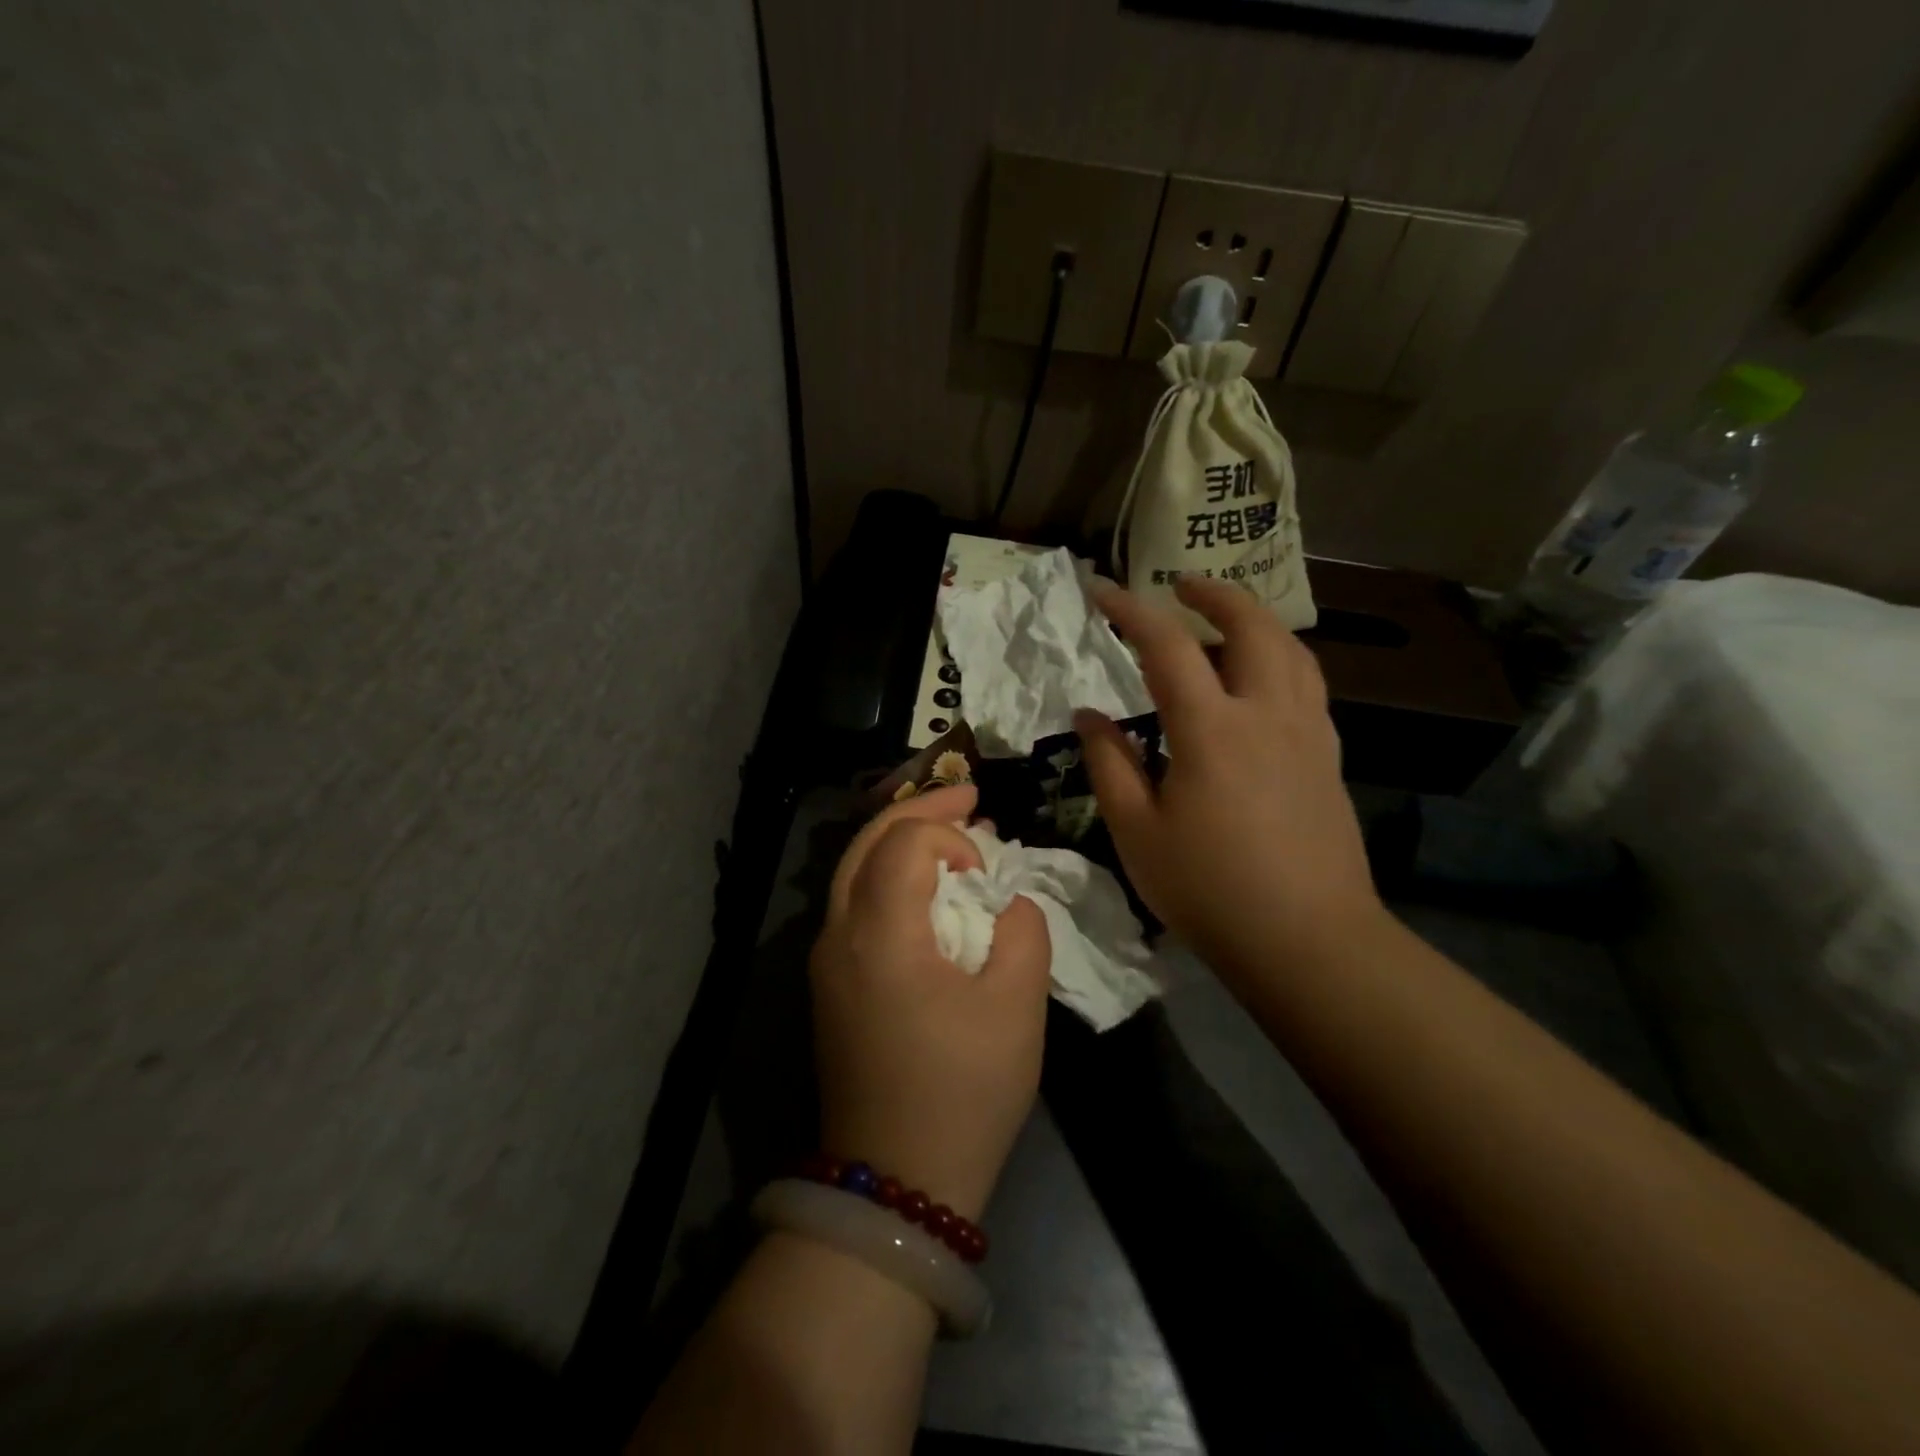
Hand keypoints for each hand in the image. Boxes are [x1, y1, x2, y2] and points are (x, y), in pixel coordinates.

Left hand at [809, 785, 1051, 1221]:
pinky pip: (854, 902)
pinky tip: (924, 886)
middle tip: (968, 796)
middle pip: (866, 841)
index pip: (903, 843)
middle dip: (919, 810)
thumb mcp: (1016, 1009)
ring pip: (853, 868)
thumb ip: (1022, 934)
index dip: (949, 835)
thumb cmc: (962, 1092)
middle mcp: (838, 934)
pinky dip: (888, 874)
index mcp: (880, 934)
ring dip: (900, 839)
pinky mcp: (829, 983)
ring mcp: (826, 959)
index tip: (988, 862)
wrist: (895, 1182)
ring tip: (949, 832)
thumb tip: (1008, 902)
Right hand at [1075, 575, 1386, 982]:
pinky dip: (1282, 658)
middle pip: (1251, 625)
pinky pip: (1308, 683)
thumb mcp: (1137, 832)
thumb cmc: (1209, 889)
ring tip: (1225, 620)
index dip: (1132, 610)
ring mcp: (1307, 732)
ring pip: (1290, 648)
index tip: (1102, 590)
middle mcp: (1266, 713)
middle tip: (1181, 584)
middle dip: (1214, 594)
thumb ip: (1110, 764)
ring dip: (1255, 620)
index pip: (1167, 646)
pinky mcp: (1328, 756)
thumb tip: (1089, 714)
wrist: (1308, 940)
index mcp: (1211, 729)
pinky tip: (1263, 679)